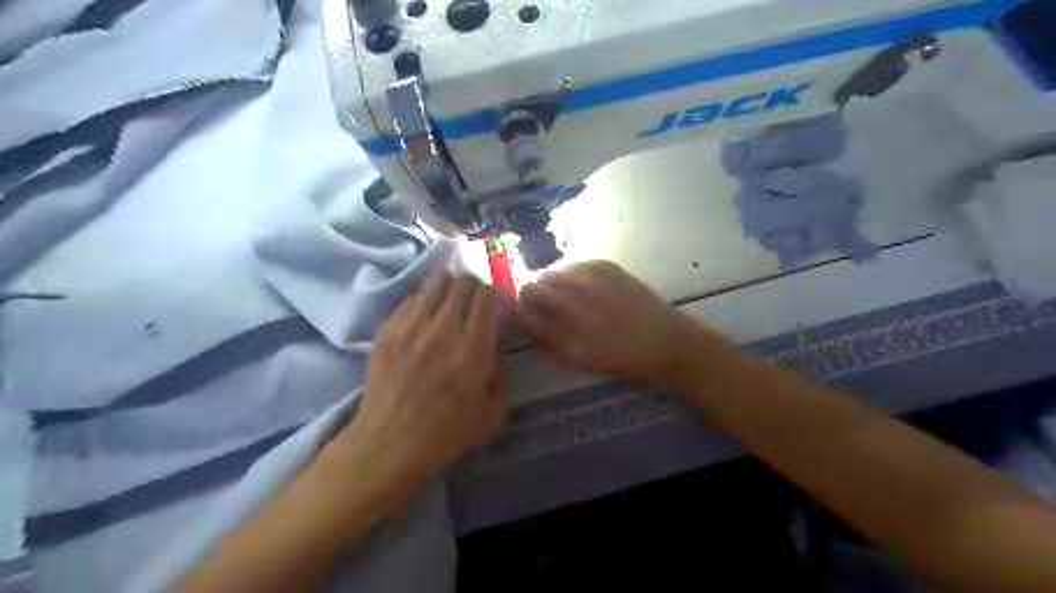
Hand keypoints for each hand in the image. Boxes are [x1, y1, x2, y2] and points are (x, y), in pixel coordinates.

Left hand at [331, 274, 509, 500]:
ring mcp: (410, 327)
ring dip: (450, 285)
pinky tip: (426, 316)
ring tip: (452, 298)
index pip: (488, 296)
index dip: (497, 291)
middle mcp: (442, 330)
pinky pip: (412, 298)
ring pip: (436, 281)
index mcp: (472, 351)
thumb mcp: (491, 413)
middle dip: (476, 283)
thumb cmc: (444, 434)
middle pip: (463, 281)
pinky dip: (425, 300)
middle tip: (476, 296)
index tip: (498, 300)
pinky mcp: (387, 330)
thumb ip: (501, 376)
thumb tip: (495, 352)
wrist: (387, 445)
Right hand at [516, 262, 731, 386]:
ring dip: (553, 285)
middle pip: (533, 286)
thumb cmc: (618, 358)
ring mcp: (589, 278)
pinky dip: (573, 276)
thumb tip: (520, 321)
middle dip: (534, 296)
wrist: (662, 341)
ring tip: (571, 299)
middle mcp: (572, 299)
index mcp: (563, 328)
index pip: (522, 308)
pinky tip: (589, 289)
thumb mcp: (576, 359)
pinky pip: (574, 265)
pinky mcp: (604, 265)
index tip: (523, 315)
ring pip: (552, 273)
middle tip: (549, 308)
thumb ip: (544, 340)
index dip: (517, 310)